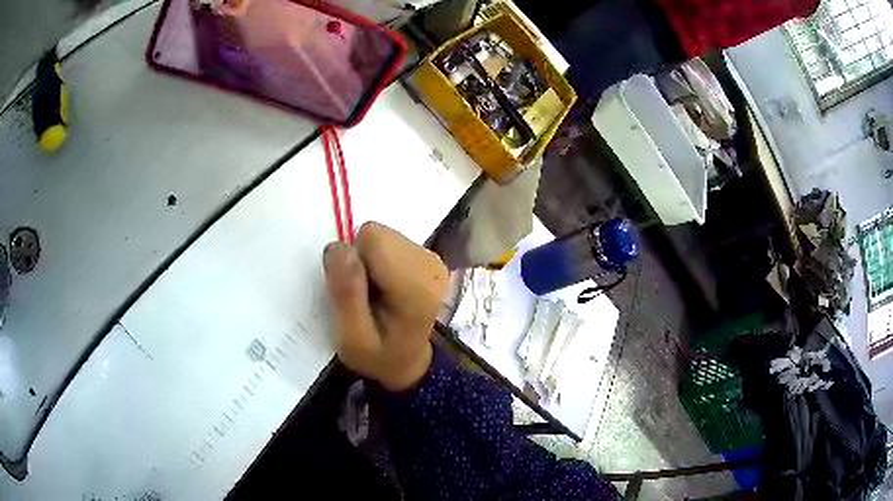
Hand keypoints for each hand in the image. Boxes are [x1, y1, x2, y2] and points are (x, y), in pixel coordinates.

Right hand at [323, 222, 447, 391]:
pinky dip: (382, 261)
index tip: (356, 292)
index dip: (352, 260)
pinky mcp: (428, 256)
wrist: (414, 362)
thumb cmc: (380, 356)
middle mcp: (430, 264)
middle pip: (377, 234)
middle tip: (365, 295)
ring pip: (383, 236)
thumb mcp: (352, 339)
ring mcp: (432, 257)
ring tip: (377, 294)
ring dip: (370, 261)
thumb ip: (345, 293)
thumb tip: (338, 246)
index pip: (371, 238)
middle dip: (361, 259)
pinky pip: (391, 242)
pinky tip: (388, 288)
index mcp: (415, 286)